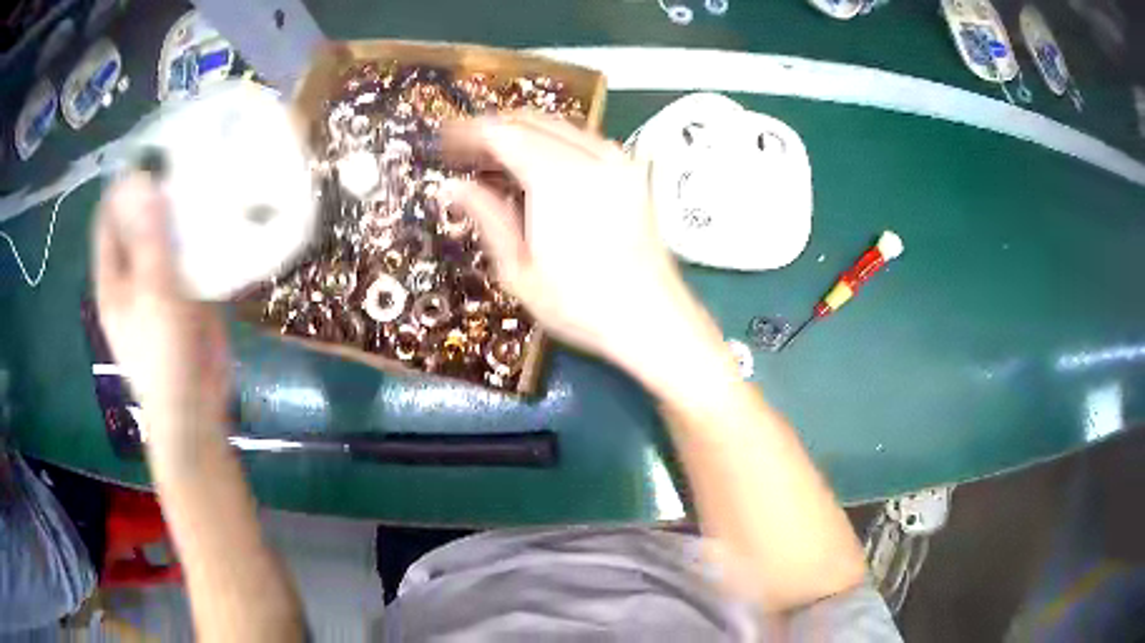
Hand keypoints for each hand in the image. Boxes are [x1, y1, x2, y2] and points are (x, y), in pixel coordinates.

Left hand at [92, 174, 230, 446]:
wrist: (195, 406)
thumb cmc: (163, 354)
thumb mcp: (153, 292)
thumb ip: (148, 237)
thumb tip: (142, 178)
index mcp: (113, 277)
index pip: (109, 218)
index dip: (124, 186)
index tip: (153, 153)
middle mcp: (133, 274)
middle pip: (140, 222)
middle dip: (158, 193)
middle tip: (188, 158)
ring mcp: (160, 284)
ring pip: (168, 236)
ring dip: (184, 212)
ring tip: (210, 176)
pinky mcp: (186, 294)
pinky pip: (191, 255)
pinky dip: (202, 236)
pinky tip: (222, 215)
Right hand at [446, 115, 726, 382]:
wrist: (652, 318)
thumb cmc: (582, 305)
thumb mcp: (519, 270)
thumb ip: (487, 217)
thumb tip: (454, 187)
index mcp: (556, 177)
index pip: (501, 133)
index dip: (468, 133)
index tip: (445, 142)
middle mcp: (589, 157)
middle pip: (530, 121)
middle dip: (492, 129)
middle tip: (465, 152)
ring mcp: (616, 161)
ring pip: (558, 125)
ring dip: (523, 133)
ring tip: (495, 158)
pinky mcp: (631, 173)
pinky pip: (583, 139)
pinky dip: (553, 141)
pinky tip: (539, 165)